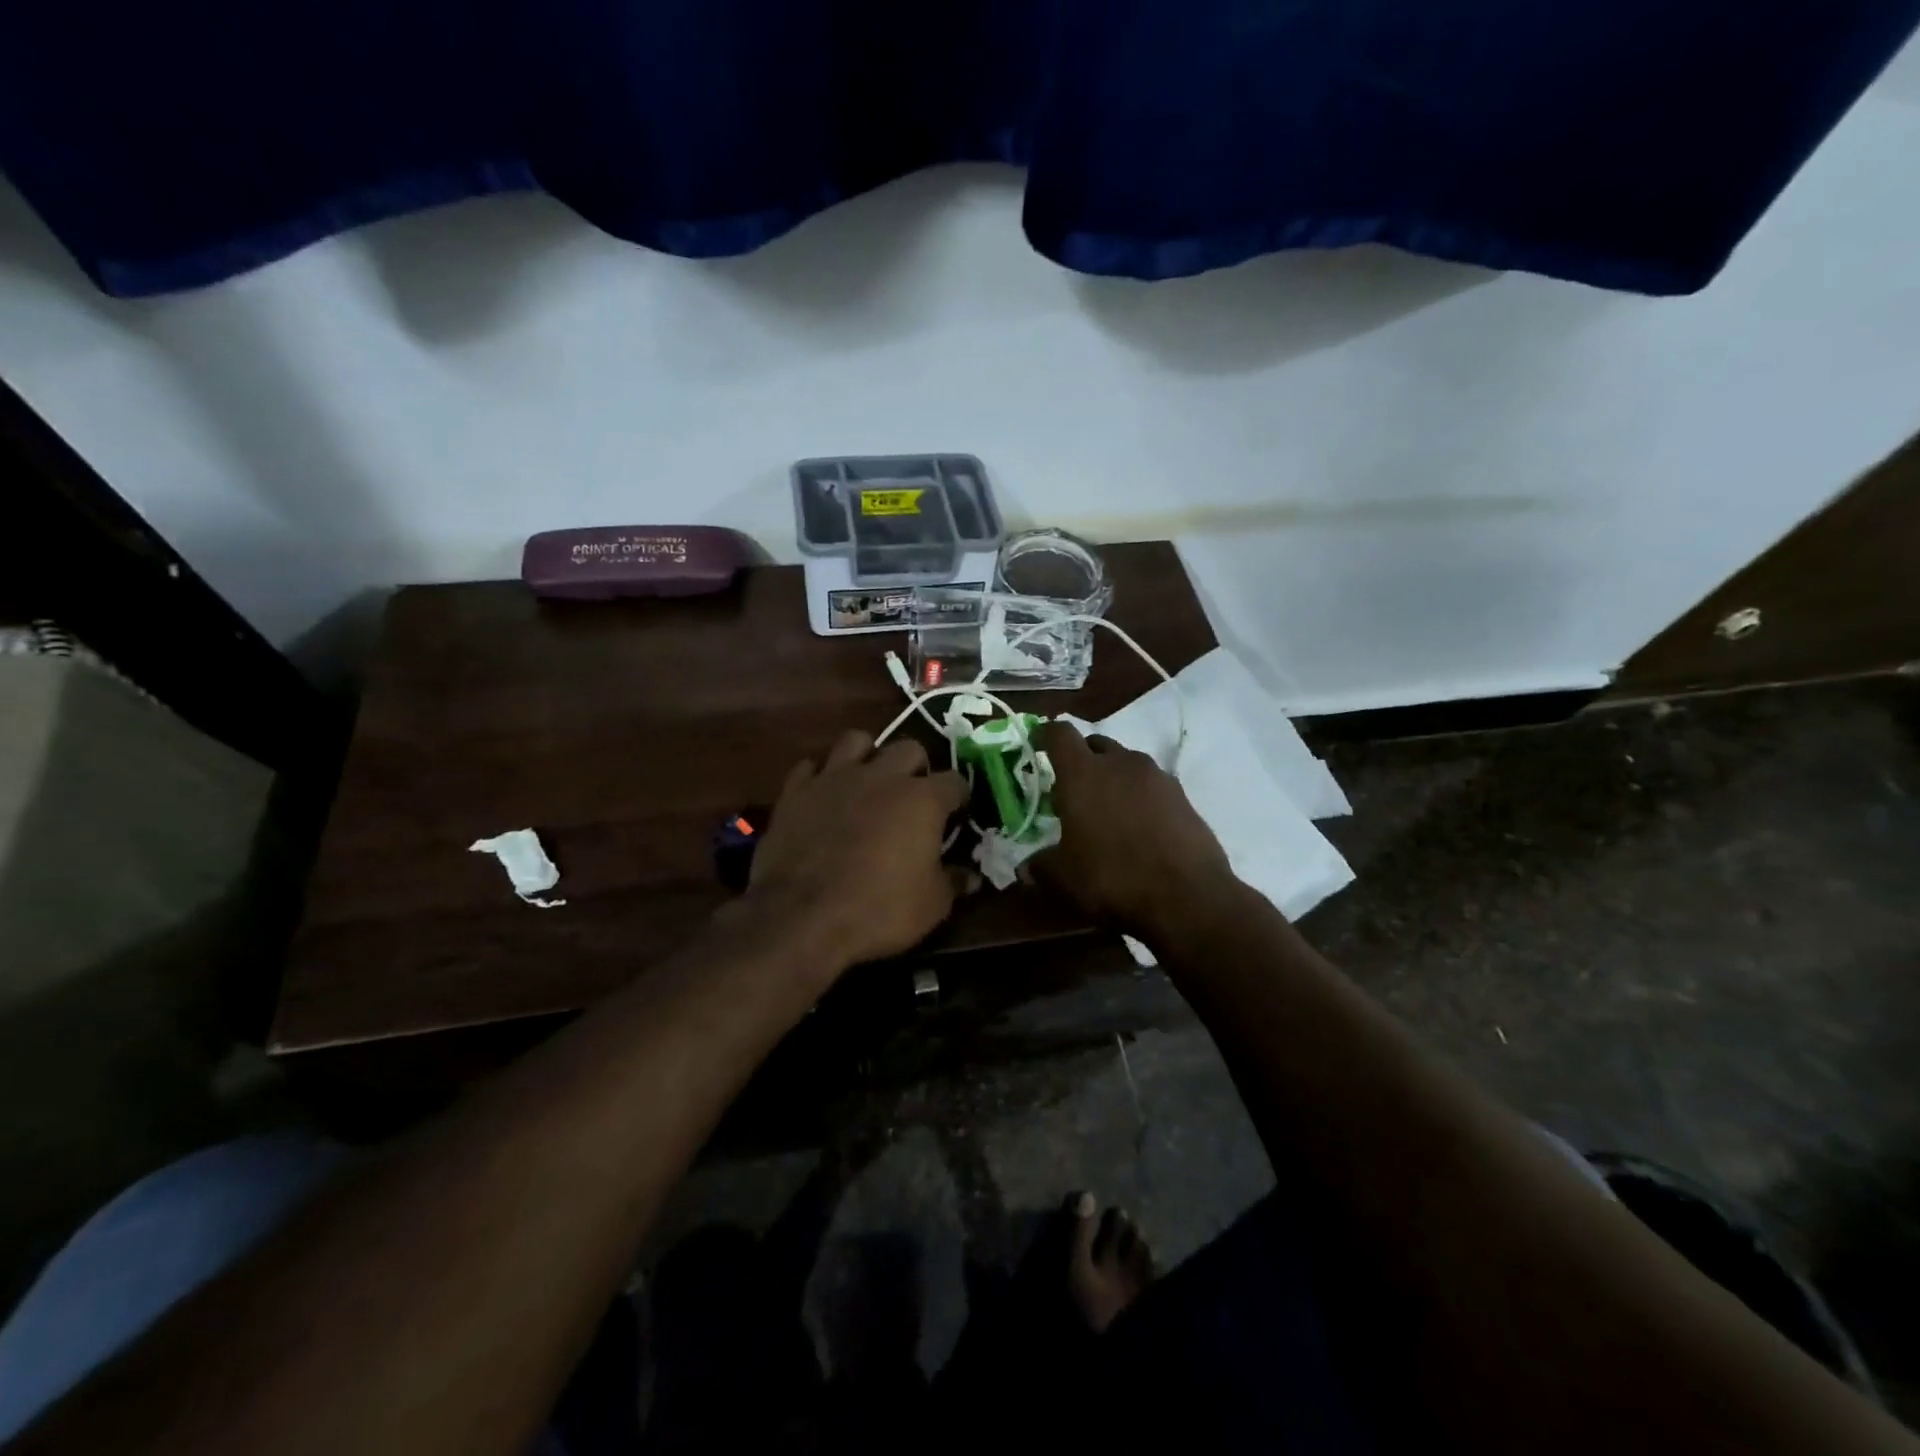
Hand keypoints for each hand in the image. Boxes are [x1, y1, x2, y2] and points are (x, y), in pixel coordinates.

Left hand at [743, 730, 970, 968]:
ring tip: (868, 781)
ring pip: (856, 740)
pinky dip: (820, 777)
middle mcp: (881, 776)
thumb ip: (953, 882)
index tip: (956, 813)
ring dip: (867, 756)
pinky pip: (810, 767)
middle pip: (909, 748)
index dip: (958, 797)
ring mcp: (835, 778)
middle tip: (913, 796)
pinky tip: (824, 796)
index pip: (954, 781)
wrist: (802, 918)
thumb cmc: (879, 911)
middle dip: (917, 767)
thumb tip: (971, 877)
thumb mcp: (931, 905)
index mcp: (922, 799)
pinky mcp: (796, 791)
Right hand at [1031, 720, 1234, 936]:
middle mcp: (1121, 763)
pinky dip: (1139, 797)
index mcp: (1083, 773)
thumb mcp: (1063, 878)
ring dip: (1112, 778)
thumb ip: (1040, 866)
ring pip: (1126, 764)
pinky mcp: (1183, 796)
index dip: (1045, 735)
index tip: (1037, 744)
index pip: (1059, 734)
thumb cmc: (1113, 877)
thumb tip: (1026, 868)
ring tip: (1107, 811)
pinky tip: (1138, 827)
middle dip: (1080, 760)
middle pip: (1095, 744)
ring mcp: (1157, 777)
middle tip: (1071, 790)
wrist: (1188, 897)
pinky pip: (1152, 785)